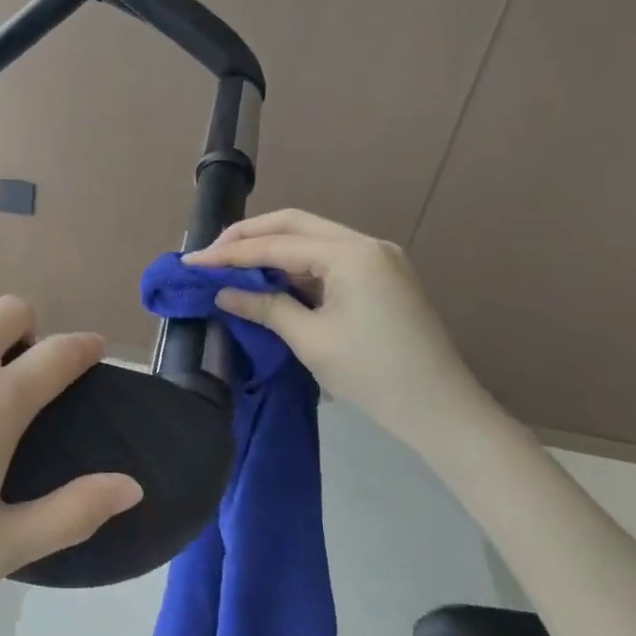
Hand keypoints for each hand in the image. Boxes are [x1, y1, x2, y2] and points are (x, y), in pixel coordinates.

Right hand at [184, 209, 502, 455]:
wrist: (443, 411)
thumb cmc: (374, 375)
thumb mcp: (311, 341)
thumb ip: (265, 306)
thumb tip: (224, 291)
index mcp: (350, 254)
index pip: (276, 245)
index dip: (230, 253)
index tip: (193, 262)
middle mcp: (366, 244)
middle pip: (295, 225)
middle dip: (250, 236)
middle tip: (212, 253)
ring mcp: (378, 259)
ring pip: (313, 239)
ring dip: (273, 250)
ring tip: (234, 266)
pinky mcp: (383, 277)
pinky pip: (330, 259)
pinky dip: (298, 267)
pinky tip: (273, 281)